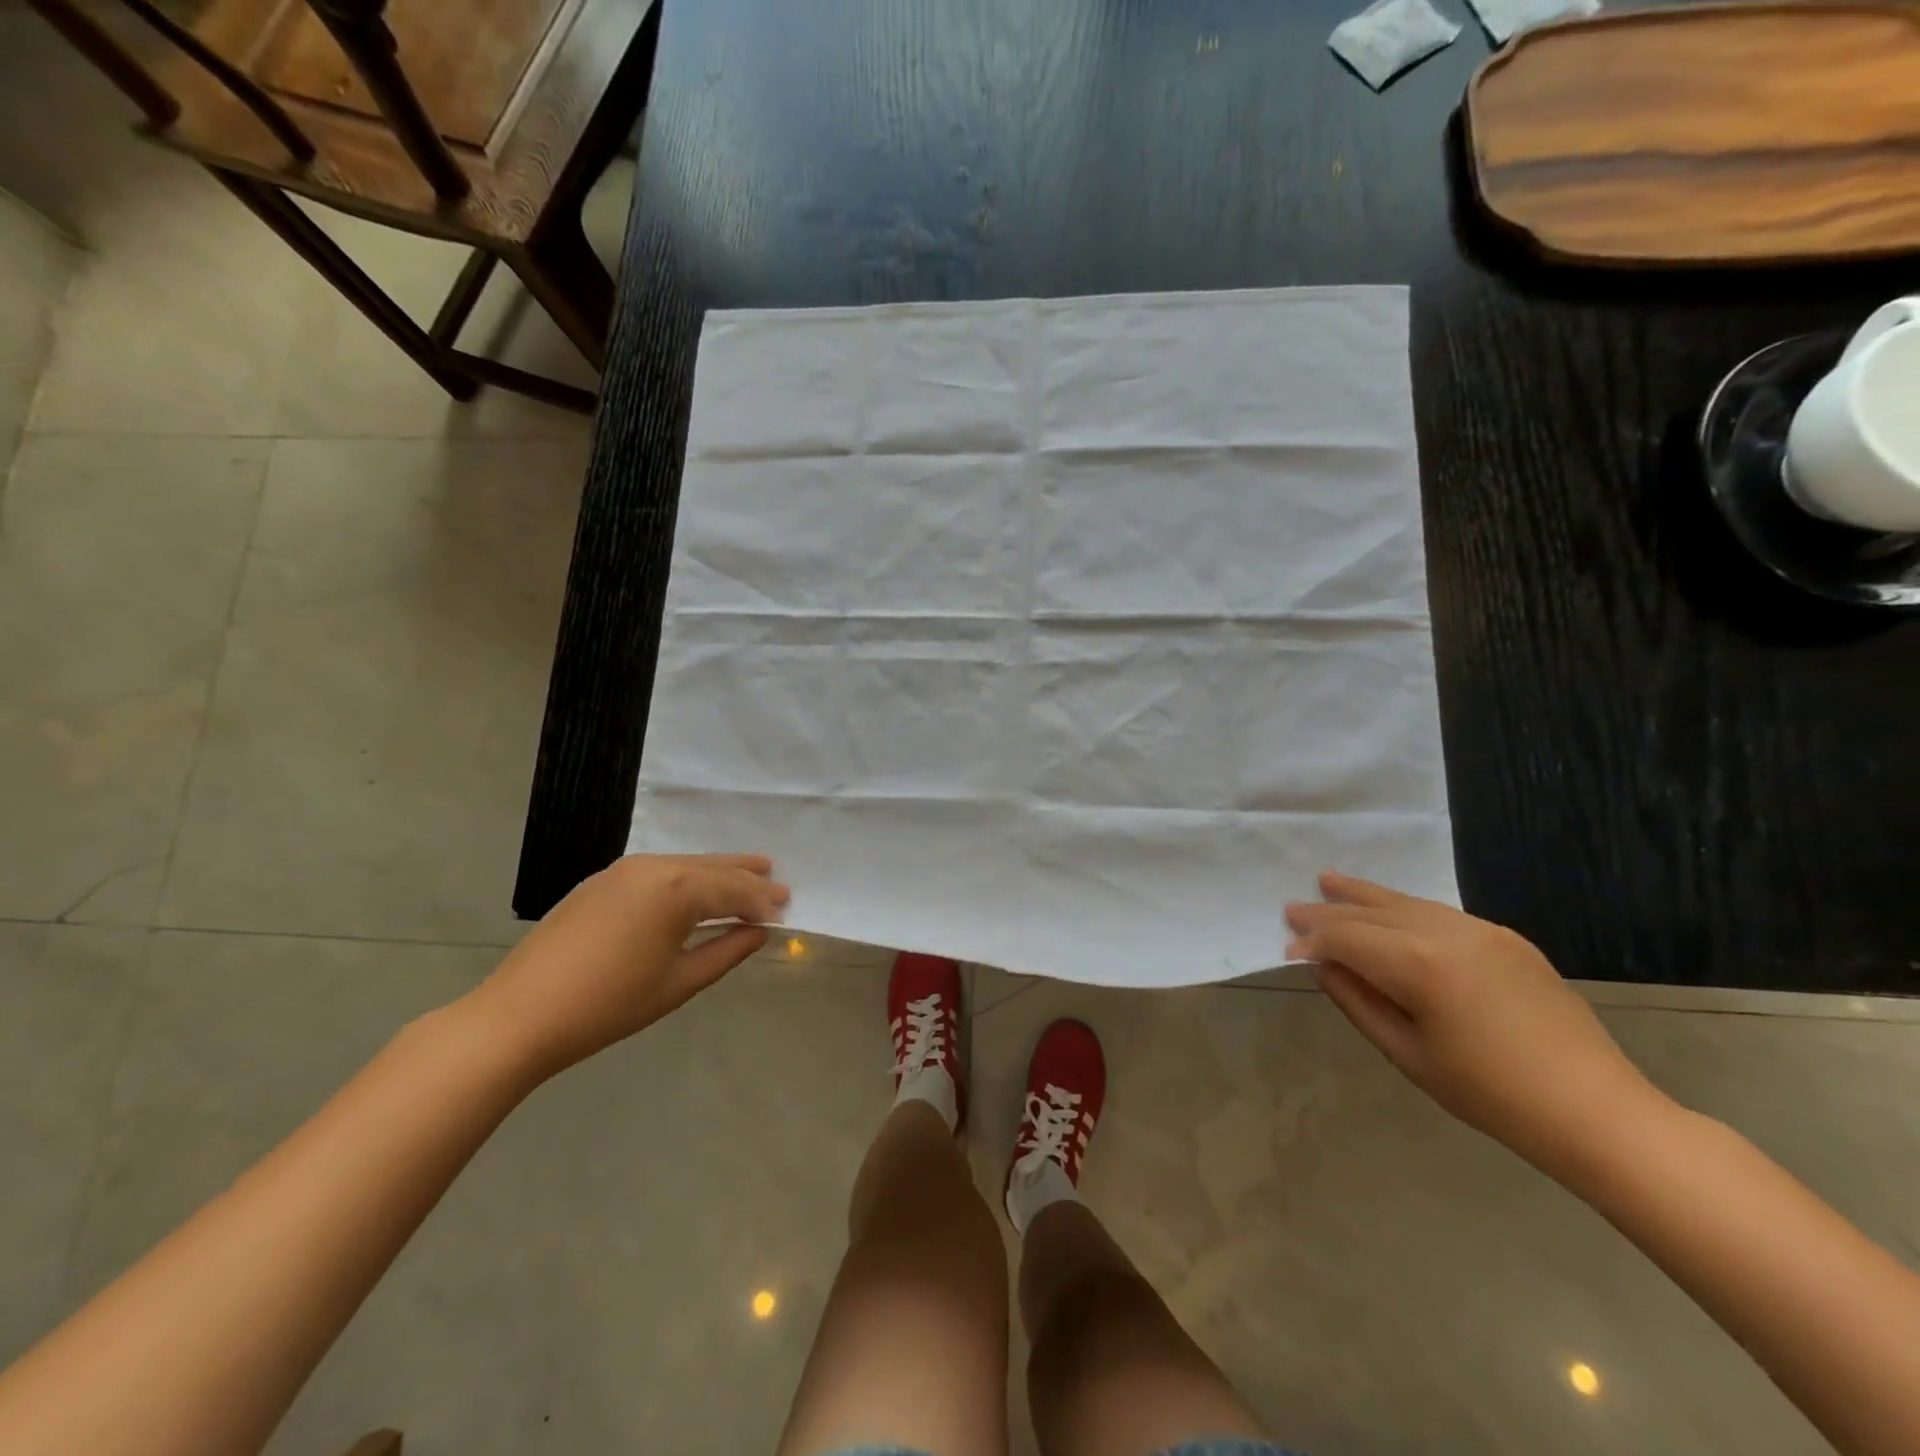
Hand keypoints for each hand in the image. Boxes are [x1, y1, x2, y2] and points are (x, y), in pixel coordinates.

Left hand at [464, 854, 788, 1076]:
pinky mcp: (602, 881)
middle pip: (712, 868)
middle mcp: (653, 866)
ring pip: (685, 865)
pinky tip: (695, 889)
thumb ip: (727, 951)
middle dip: (746, 877)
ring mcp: (623, 870)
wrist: (520, 1015)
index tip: (786, 909)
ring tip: (748, 873)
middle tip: (778, 882)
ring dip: (717, 873)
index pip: (733, 889)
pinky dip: (686, 878)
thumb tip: (759, 931)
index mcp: (676, 889)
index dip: (762, 901)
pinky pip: (659, 871)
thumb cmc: (609, 1004)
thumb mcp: (680, 982)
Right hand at [1285, 871, 1662, 1173]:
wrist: (1596, 1110)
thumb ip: (1358, 1002)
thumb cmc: (1491, 1094)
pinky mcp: (1507, 938)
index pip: (1347, 939)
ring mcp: (1482, 931)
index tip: (1287, 950)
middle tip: (1293, 906)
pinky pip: (1440, 913)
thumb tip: (1324, 967)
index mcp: (1419, 965)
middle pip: (1373, 912)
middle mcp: (1447, 933)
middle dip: (1330, 910)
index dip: (1313, 943)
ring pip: (1407, 903)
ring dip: (1365, 896)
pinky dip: (1405, 908)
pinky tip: (1390, 911)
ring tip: (1330, 881)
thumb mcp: (1408, 1054)